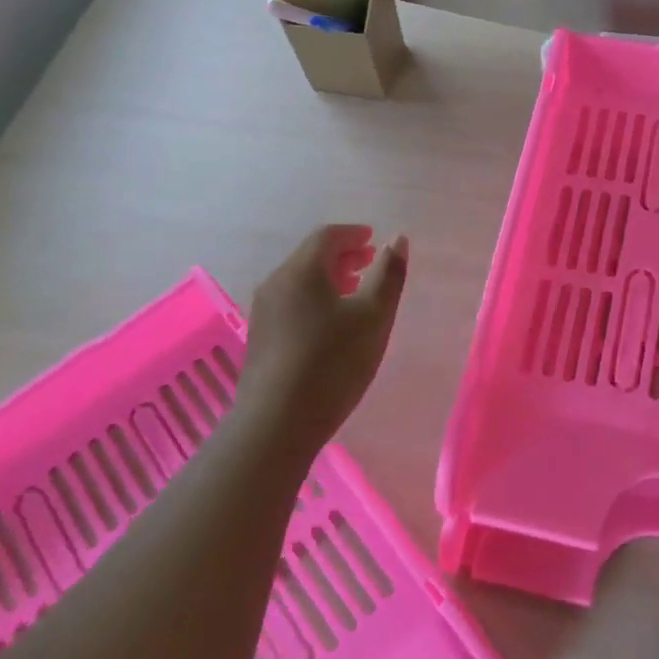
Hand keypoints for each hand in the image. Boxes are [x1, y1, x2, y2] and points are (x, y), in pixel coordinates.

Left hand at [236, 225, 407, 454]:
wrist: (275, 424)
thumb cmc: (332, 363)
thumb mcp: (374, 316)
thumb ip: (389, 275)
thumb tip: (397, 240)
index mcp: (302, 270)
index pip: (327, 236)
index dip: (354, 234)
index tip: (374, 239)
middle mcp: (276, 282)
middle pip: (311, 256)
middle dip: (343, 254)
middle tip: (370, 262)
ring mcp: (264, 311)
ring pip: (300, 280)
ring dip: (329, 277)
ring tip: (355, 291)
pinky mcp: (261, 337)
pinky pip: (292, 301)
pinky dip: (315, 297)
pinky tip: (331, 322)